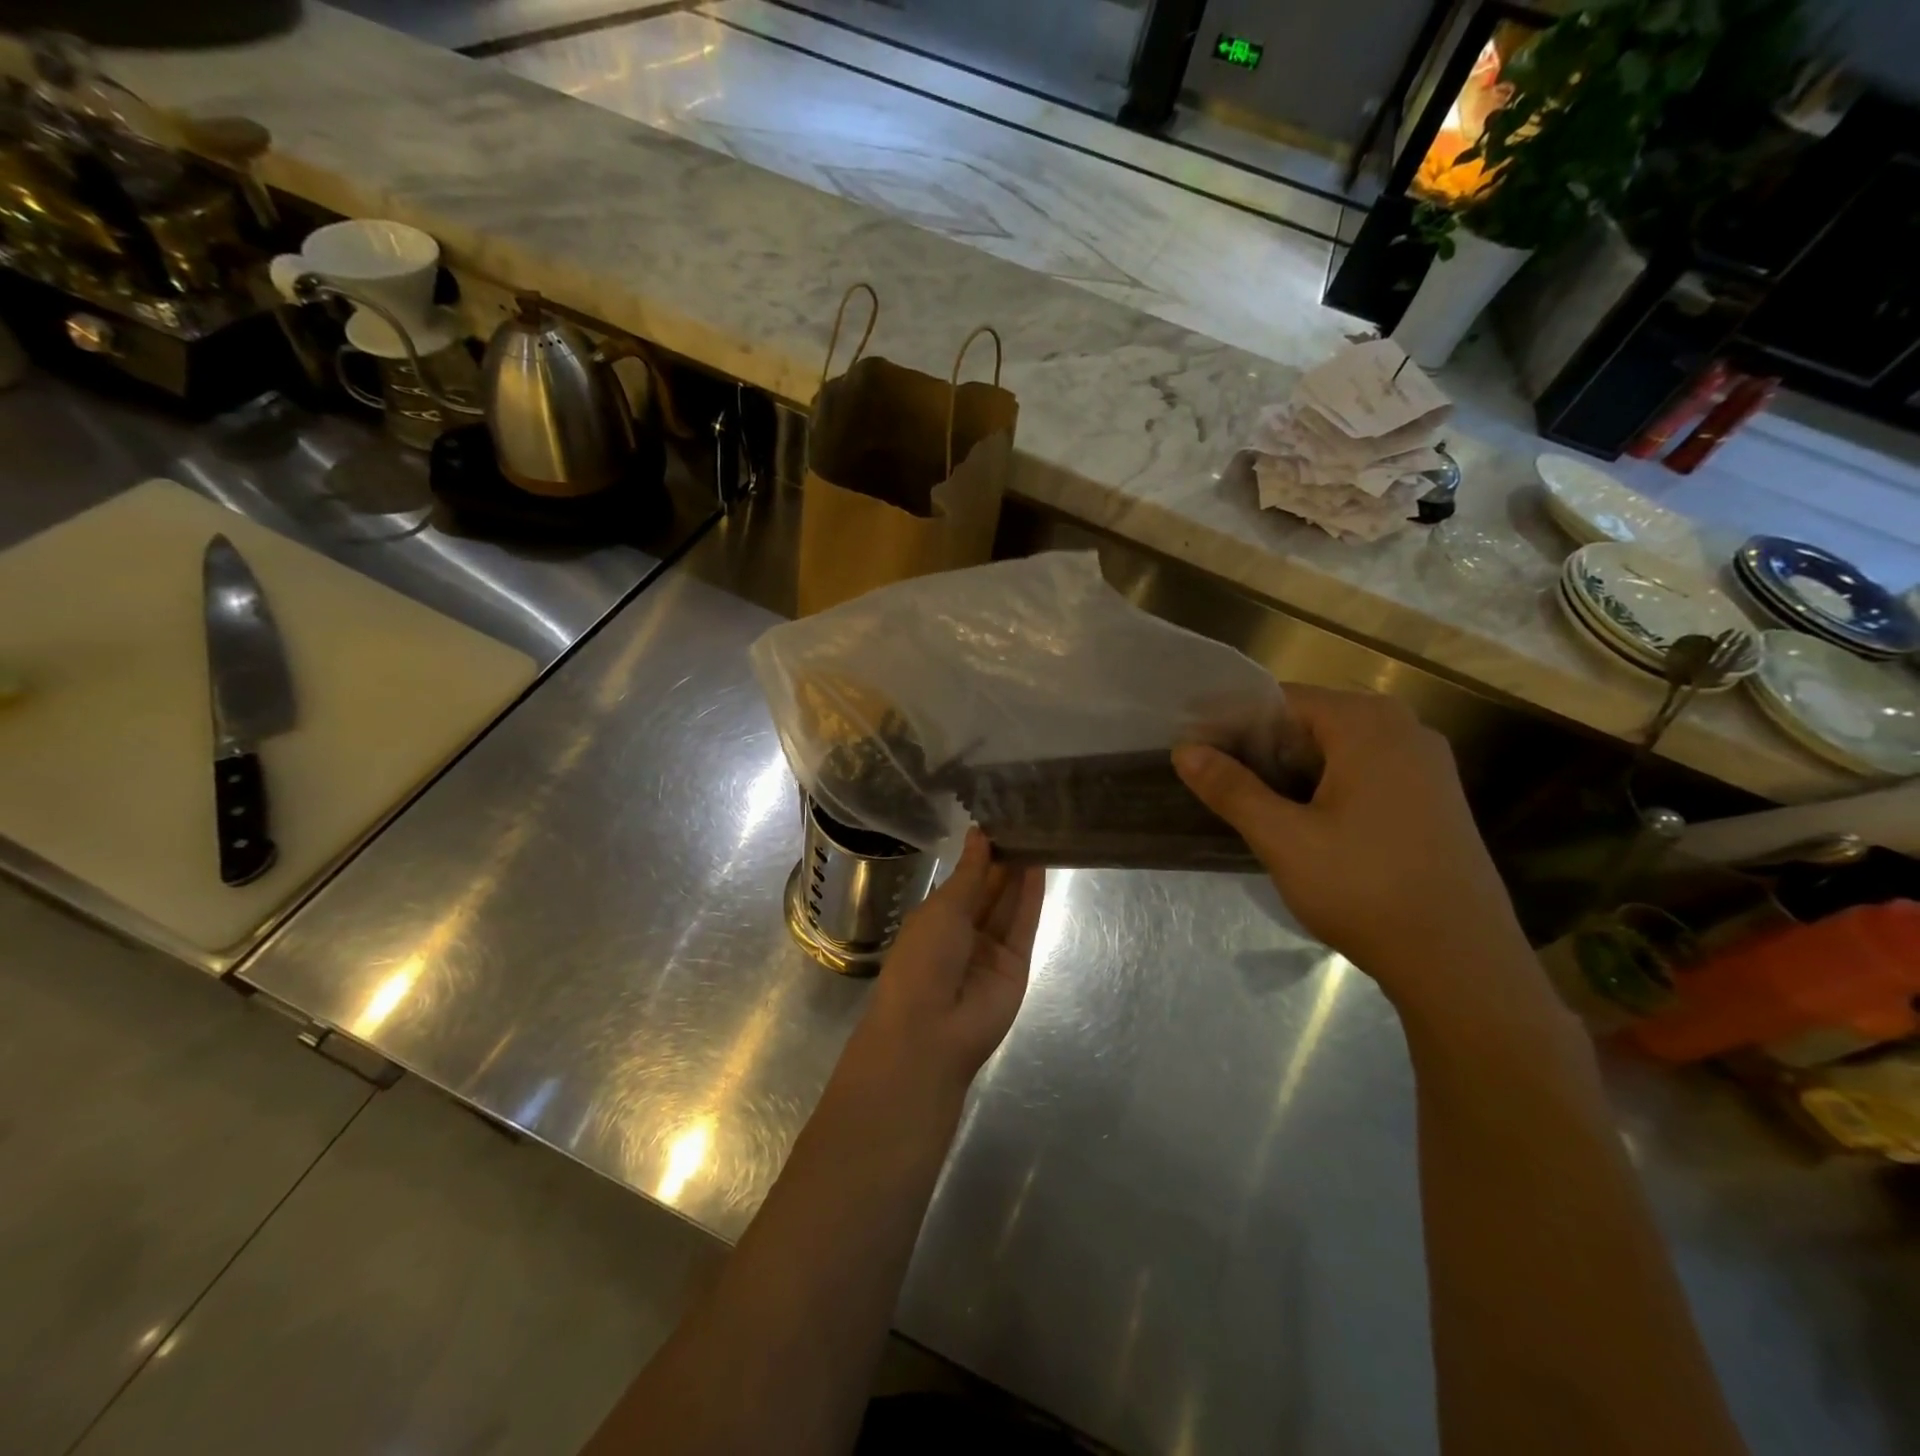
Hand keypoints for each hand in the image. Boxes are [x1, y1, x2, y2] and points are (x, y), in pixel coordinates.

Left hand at [857, 829, 1046, 1094]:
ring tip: (1038, 835)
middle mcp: (964, 932)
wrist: (931, 1031)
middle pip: (990, 890)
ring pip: (1009, 905)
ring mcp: (992, 950)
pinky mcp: (1017, 964)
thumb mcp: (942, 908)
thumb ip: (969, 872)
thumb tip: (979, 834)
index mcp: (935, 918)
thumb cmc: (922, 960)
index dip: (980, 853)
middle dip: (1004, 860)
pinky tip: (1041, 866)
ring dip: (1021, 873)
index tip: (999, 821)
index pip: (964, 879)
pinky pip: (1024, 925)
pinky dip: (1032, 897)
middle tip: (1026, 821)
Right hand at [1174, 685, 1524, 1004]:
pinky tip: (1304, 822)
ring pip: (1337, 749)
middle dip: (1260, 748)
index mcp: (1368, 724)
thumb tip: (1184, 749)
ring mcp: (1426, 765)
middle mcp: (1404, 729)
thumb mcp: (1284, 839)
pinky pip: (1365, 771)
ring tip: (1250, 803)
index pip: (1281, 700)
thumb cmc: (1365, 889)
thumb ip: (1231, 788)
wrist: (1461, 963)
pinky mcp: (1434, 798)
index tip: (1195, 752)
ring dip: (1291, 770)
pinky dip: (1326, 785)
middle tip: (1216, 781)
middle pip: (1310, 721)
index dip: (1232, 723)